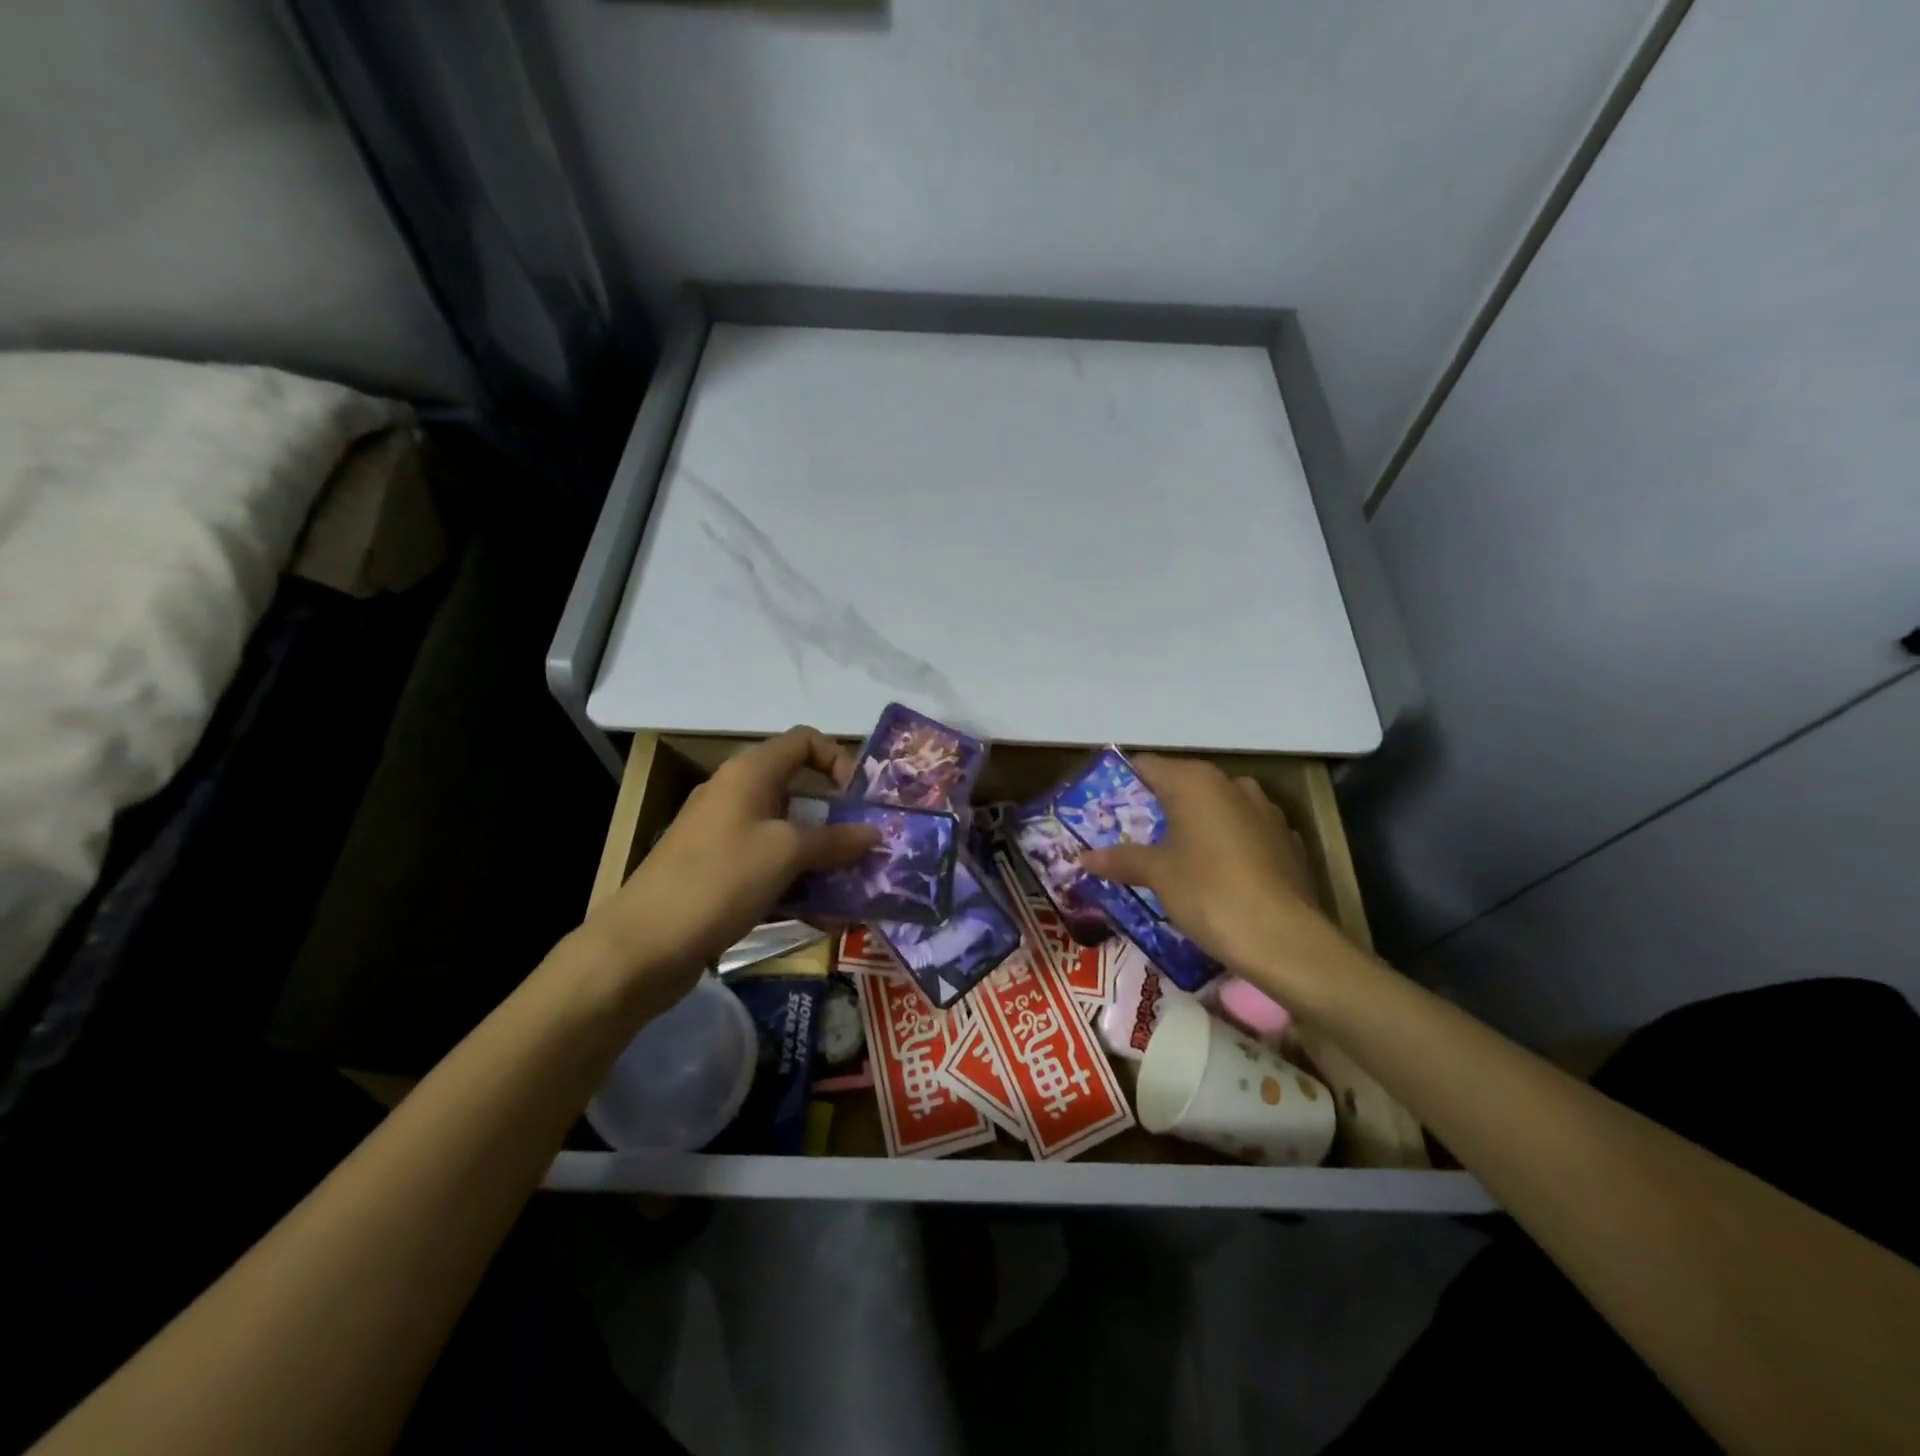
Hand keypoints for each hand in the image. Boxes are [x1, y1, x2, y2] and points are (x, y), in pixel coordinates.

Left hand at [581, 727, 879, 1010]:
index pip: (804, 742)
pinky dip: (798, 885)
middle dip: (839, 820)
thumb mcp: (786, 853)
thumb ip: (835, 840)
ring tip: (855, 889)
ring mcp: (726, 836)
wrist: (643, 945)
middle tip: (868, 849)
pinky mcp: (720, 874)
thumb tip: (875, 833)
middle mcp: (737, 795)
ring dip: (824, 859)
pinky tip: (825, 918)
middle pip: (800, 792)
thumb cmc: (720, 880)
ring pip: (788, 836)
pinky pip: (770, 869)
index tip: (860, 800)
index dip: (839, 760)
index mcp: (750, 773)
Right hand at [1077, 756, 1363, 1006]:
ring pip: (1216, 808)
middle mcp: (1232, 784)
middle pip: (1182, 785)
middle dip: (1157, 808)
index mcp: (1195, 781)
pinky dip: (1226, 844)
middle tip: (1131, 837)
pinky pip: (1244, 832)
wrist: (1283, 938)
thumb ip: (1120, 859)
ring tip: (1173, 858)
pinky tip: (1216, 875)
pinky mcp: (1288, 840)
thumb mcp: (1156, 875)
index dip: (1122, 784)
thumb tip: (1083, 858)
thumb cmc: (1208, 892)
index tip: (1104, 810)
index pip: (1146, 766)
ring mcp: (1265, 810)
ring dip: (1194, 825)